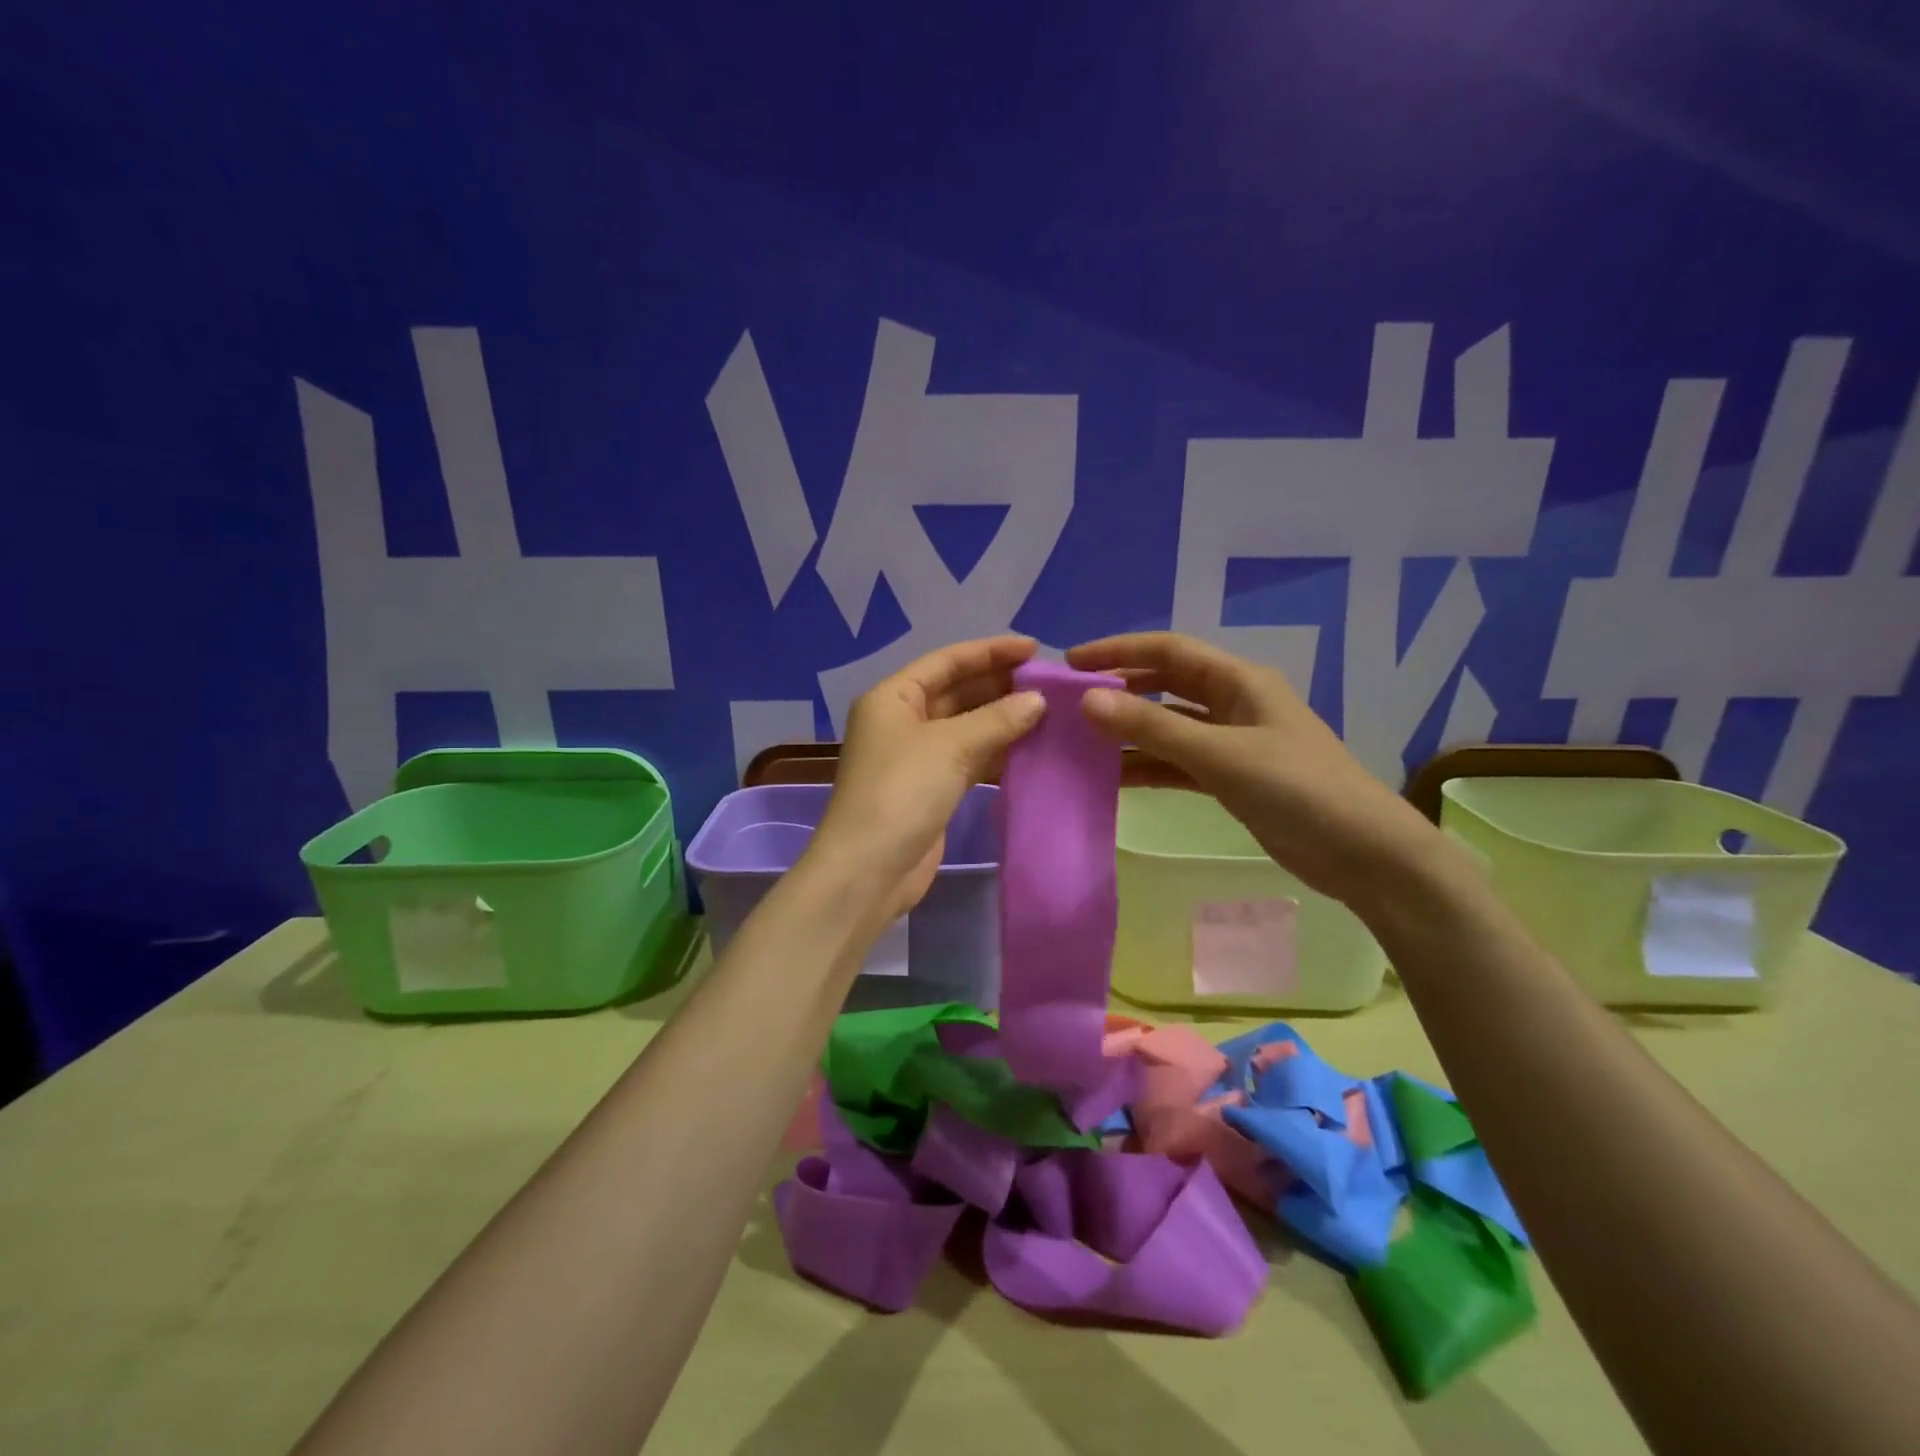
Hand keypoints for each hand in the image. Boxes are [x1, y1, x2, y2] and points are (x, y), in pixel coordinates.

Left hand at [806, 635, 1046, 926]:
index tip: (1034, 649)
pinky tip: (1031, 750)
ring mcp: (915, 757)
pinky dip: (996, 753)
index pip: (946, 661)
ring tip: (1049, 713)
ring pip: (965, 727)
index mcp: (893, 697)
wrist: (870, 870)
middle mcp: (901, 720)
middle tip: (1049, 683)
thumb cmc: (902, 792)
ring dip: (1002, 720)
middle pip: (956, 692)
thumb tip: (1038, 701)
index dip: (990, 652)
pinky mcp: (930, 789)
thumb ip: (997, 719)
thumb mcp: (950, 746)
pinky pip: (968, 759)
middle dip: (1000, 685)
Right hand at [1066, 631, 1442, 909]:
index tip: (1071, 663)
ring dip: (1130, 731)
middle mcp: (1234, 703)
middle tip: (1069, 703)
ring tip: (1080, 741)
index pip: (1168, 652)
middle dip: (1120, 689)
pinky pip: (1179, 762)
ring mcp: (1233, 742)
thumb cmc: (1297, 790)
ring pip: (1169, 727)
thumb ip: (1152, 728)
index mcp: (1239, 681)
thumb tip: (1088, 700)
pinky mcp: (1232, 778)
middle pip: (1166, 685)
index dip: (1118, 651)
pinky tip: (1114, 777)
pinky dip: (1148, 766)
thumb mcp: (1220, 755)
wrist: (1364, 855)